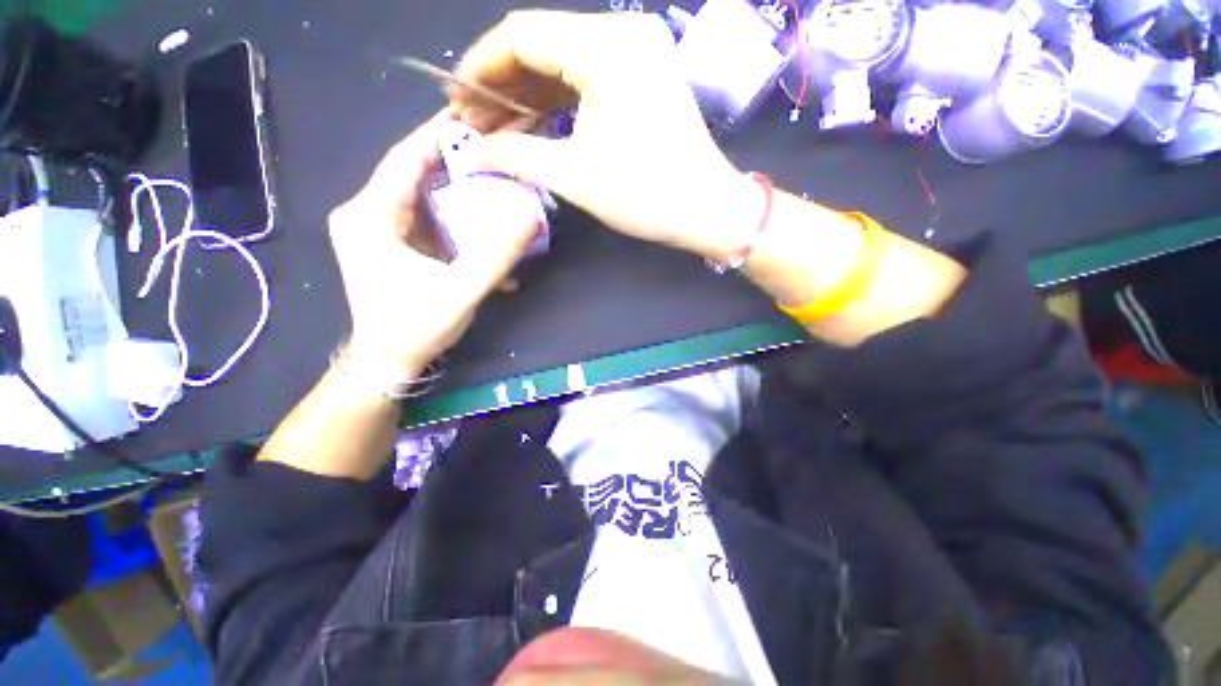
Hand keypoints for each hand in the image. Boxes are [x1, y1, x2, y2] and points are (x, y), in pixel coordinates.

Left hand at [328, 109, 539, 382]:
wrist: (387, 363)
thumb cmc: (415, 329)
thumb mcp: (460, 292)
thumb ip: (496, 255)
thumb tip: (533, 217)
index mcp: (370, 215)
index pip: (406, 157)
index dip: (442, 134)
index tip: (480, 117)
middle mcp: (366, 212)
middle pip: (415, 171)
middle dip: (458, 160)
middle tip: (499, 150)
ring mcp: (377, 227)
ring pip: (423, 193)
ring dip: (461, 189)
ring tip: (499, 180)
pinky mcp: (391, 242)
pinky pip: (426, 216)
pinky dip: (455, 215)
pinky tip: (482, 222)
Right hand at [453, 10, 760, 261]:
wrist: (705, 210)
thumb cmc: (646, 195)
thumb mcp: (575, 176)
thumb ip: (517, 155)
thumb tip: (474, 152)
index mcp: (606, 47)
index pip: (521, 34)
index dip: (481, 66)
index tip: (457, 100)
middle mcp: (622, 34)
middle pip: (541, 45)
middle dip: (503, 85)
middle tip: (474, 121)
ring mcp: (637, 54)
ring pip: (563, 62)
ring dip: (528, 95)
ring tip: (496, 129)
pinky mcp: (643, 77)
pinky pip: (587, 78)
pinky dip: (558, 100)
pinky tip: (533, 123)